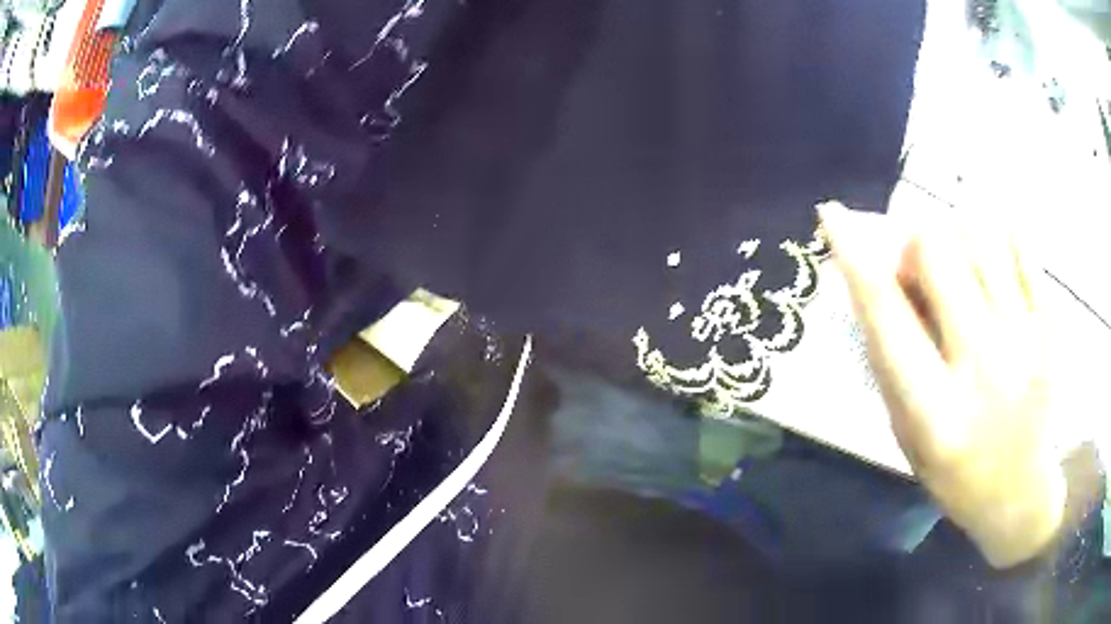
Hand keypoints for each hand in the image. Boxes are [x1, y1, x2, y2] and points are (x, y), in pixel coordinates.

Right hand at [818, 202, 1065, 568]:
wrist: (1019, 492)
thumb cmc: (954, 472)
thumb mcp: (907, 434)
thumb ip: (891, 361)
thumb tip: (873, 277)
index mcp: (934, 411)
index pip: (887, 318)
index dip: (857, 259)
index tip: (832, 215)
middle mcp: (981, 368)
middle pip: (937, 252)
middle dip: (915, 240)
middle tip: (920, 261)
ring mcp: (1024, 341)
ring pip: (980, 235)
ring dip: (956, 235)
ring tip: (960, 262)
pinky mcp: (1049, 326)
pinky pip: (1022, 247)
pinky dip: (1000, 235)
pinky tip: (994, 256)